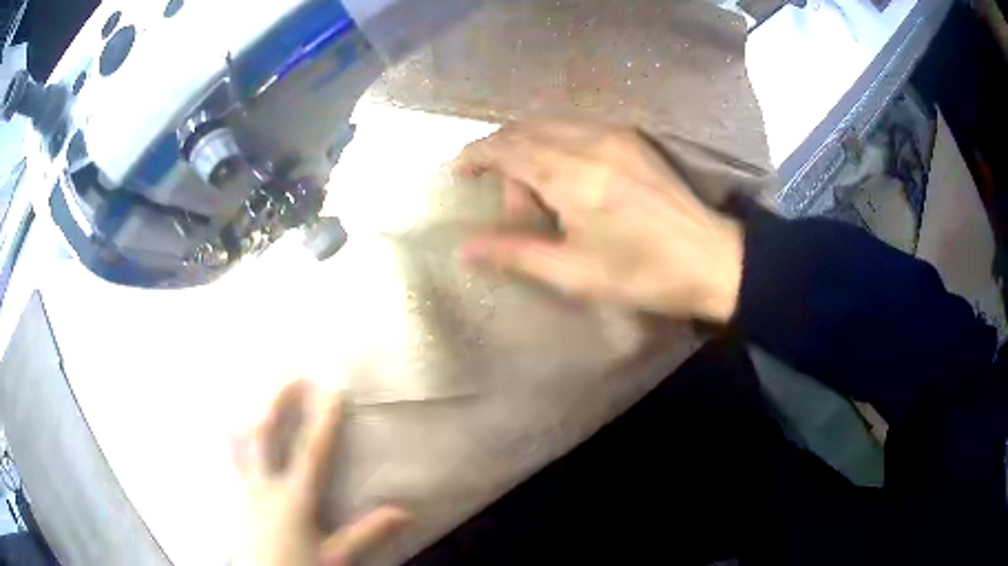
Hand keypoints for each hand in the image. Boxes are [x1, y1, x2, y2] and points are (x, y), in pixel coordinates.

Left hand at [232, 381, 408, 565]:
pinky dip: (232, 440)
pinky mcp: (231, 498)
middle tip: (292, 376)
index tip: (334, 391)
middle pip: (264, 433)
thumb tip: (404, 512)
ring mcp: (242, 490)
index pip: (311, 452)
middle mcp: (262, 487)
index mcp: (293, 499)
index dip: (324, 420)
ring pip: (238, 442)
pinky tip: (233, 434)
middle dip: (278, 401)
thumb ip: (367, 533)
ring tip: (259, 395)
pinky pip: (228, 459)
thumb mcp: (337, 558)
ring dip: (249, 415)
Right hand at [458, 121, 743, 321]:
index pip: (506, 147)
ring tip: (536, 192)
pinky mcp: (632, 138)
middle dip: (502, 156)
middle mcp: (590, 141)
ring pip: (549, 125)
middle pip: (524, 131)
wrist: (712, 259)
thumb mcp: (575, 273)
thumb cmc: (644, 274)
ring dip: (529, 149)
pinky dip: (555, 143)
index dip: (475, 154)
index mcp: (572, 175)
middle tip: (508, 201)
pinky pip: (576, 127)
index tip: (458, 170)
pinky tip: (565, 175)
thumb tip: (464, 248)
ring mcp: (614, 134)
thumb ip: (515, 253)